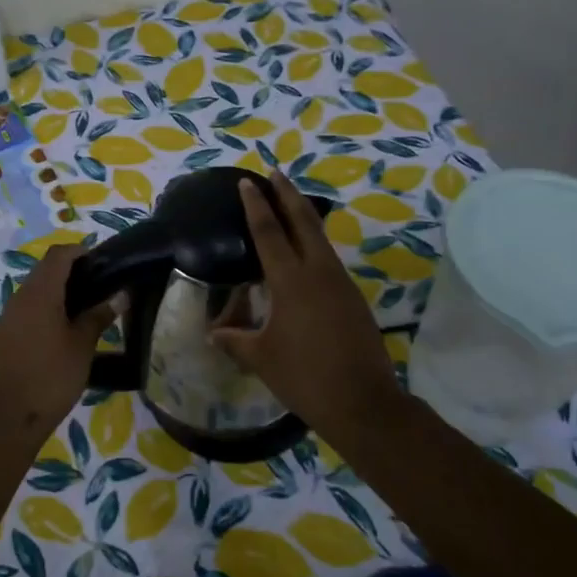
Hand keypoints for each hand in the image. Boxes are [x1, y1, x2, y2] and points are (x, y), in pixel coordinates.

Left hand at [0, 242, 114, 439]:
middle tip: (99, 287)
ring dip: (57, 291)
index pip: (58, 255)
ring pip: (34, 290)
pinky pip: (26, 309)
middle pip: (45, 270)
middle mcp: (19, 298)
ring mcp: (7, 317)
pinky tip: (62, 331)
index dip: (80, 252)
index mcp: (40, 294)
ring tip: (85, 310)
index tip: (102, 263)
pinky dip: (45, 309)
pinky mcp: (3, 336)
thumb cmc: (51, 377)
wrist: (8, 419)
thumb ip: (99, 316)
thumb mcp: (82, 346)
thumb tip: (120, 295)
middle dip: (71, 271)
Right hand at [212, 169, 407, 440]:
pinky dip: (314, 243)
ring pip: (320, 238)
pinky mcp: (353, 298)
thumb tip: (214, 332)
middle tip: (275, 173)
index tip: (248, 182)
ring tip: (290, 204)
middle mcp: (319, 272)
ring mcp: (341, 283)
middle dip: (287, 194)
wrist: (363, 402)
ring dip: (304, 216)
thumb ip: (235, 340)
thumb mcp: (261, 358)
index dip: (256, 205)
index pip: (268, 232)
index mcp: (291, 281)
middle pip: (303, 221)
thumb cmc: (305, 377)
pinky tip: (306, 253)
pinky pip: (329, 259)